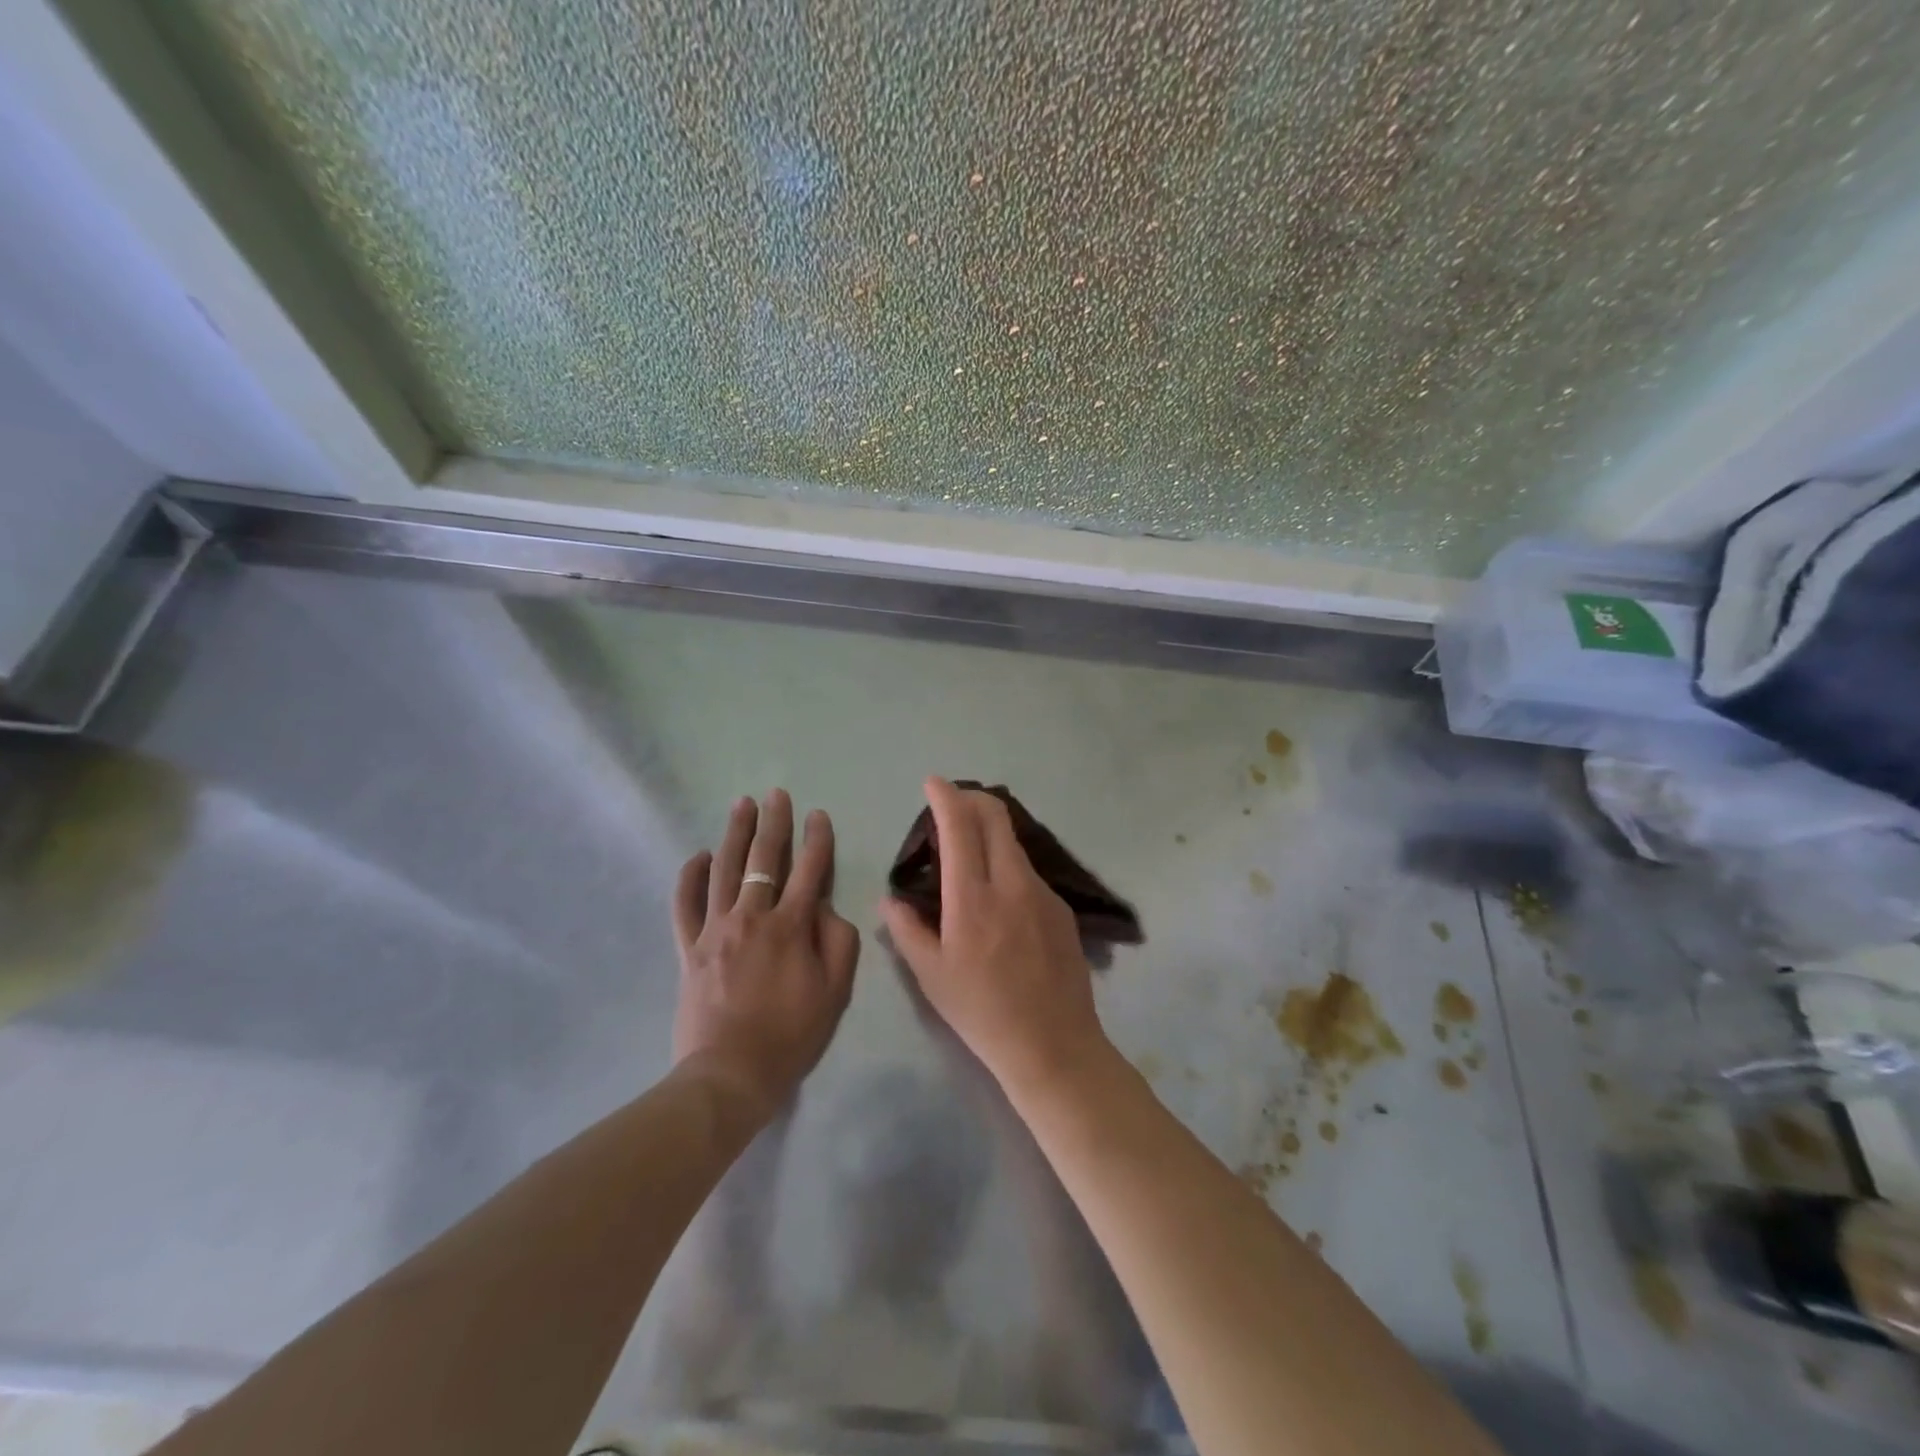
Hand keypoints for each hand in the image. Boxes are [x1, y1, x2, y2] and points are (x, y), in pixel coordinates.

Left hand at [672, 790, 859, 1118]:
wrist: (730, 1074)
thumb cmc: (791, 1035)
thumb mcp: (835, 992)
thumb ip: (838, 942)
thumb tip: (824, 908)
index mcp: (792, 927)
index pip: (809, 870)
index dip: (817, 839)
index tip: (818, 815)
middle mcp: (752, 917)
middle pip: (764, 859)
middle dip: (773, 823)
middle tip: (775, 795)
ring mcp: (715, 930)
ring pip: (724, 870)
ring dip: (734, 834)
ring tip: (741, 806)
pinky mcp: (689, 948)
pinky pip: (685, 905)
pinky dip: (689, 878)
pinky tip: (696, 856)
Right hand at [881, 778, 1111, 1100]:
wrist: (1054, 1044)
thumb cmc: (982, 1013)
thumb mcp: (932, 977)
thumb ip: (907, 930)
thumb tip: (890, 900)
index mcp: (973, 898)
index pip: (960, 826)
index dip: (945, 796)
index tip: (932, 783)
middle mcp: (1012, 883)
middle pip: (995, 817)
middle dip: (971, 799)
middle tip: (951, 805)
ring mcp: (1042, 893)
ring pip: (1013, 842)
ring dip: (990, 832)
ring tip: (969, 852)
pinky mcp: (1061, 908)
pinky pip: (1028, 871)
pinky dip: (1007, 863)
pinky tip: (998, 894)